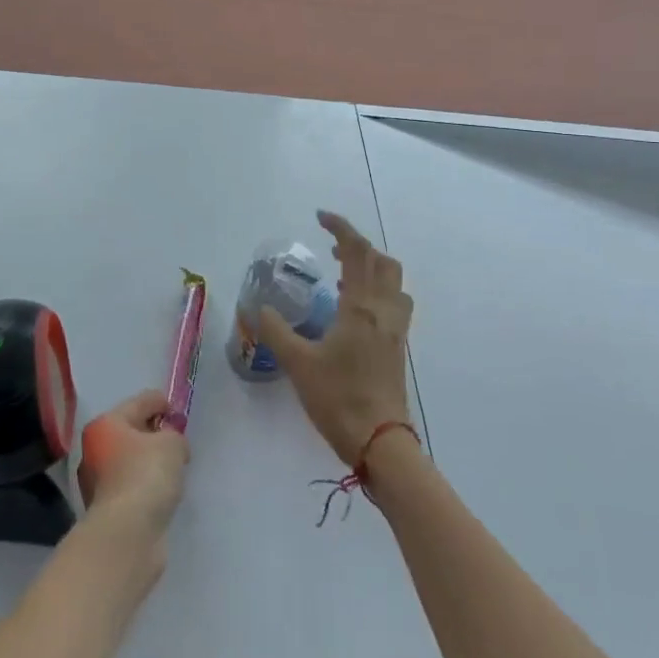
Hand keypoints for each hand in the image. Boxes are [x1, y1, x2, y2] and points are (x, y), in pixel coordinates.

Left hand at [78, 390, 188, 548]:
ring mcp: (97, 481)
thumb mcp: (172, 444)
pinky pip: (132, 485)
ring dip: (150, 462)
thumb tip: (171, 445)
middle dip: (154, 434)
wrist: (126, 535)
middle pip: (131, 432)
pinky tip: (163, 491)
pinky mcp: (107, 509)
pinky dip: (146, 485)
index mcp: (105, 424)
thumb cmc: (146, 476)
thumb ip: (175, 435)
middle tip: (178, 440)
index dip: (162, 403)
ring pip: (130, 461)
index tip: (179, 412)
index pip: (139, 402)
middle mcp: (95, 449)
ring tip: (174, 467)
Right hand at [259, 212, 412, 465]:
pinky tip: (352, 309)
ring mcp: (395, 329)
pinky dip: (376, 291)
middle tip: (330, 249)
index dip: (341, 228)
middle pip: (382, 261)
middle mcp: (383, 310)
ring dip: (371, 268)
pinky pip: (393, 302)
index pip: (357, 251)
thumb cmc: (338, 398)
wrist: (380, 440)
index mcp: (361, 306)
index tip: (320, 217)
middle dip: (358, 246)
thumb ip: (276, 331)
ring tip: (342, 276)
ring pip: (393, 282)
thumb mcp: (298, 363)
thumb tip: (261, 309)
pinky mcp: (397, 346)